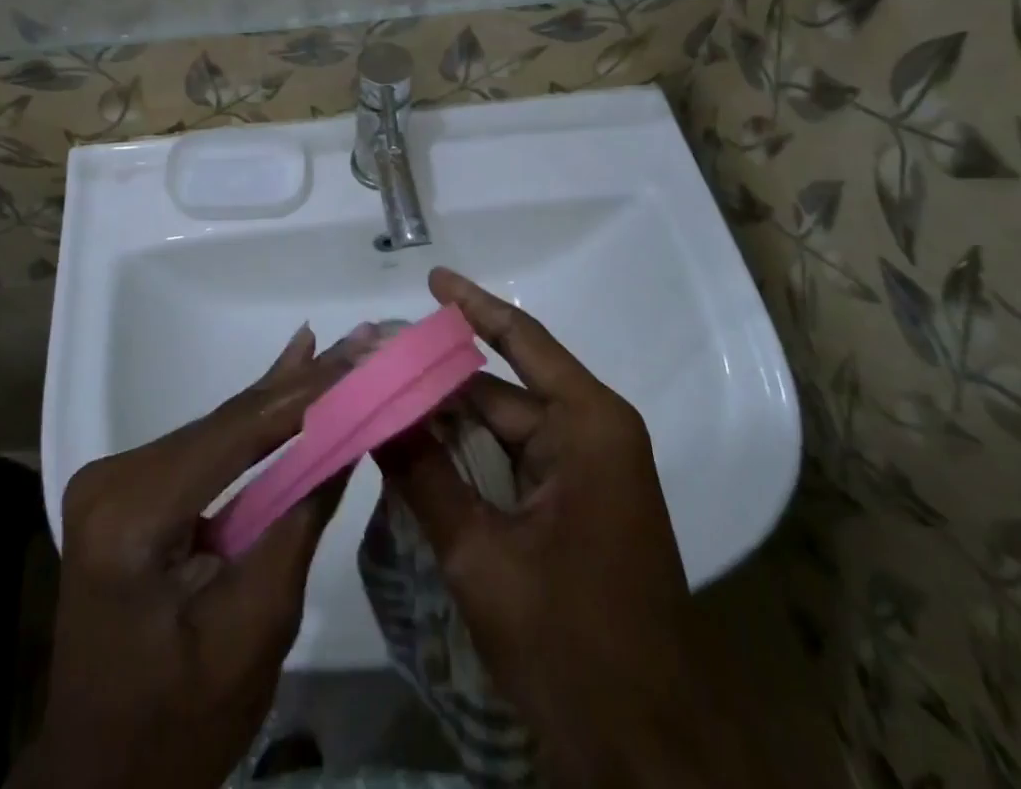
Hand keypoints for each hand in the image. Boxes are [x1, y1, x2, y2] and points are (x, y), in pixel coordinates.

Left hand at [11, 328, 347, 788]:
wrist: (105, 778)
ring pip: (221, 428)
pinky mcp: (130, 489)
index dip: (306, 392)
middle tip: (363, 340)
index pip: (237, 434)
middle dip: (303, 385)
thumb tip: (347, 433)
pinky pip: (206, 448)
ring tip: (343, 351)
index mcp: (132, 514)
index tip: (362, 355)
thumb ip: (299, 518)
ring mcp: (116, 479)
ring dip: (285, 396)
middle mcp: (114, 477)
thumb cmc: (182, 721)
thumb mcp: (256, 626)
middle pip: (228, 422)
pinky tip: (290, 372)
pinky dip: (255, 422)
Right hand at [377, 269, 775, 788]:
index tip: (431, 279)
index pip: (521, 342)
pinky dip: (467, 455)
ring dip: (447, 418)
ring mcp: (587, 473)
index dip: (472, 306)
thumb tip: (371, 408)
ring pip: (503, 428)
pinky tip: (416, 449)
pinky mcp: (578, 507)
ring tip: (381, 398)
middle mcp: (591, 434)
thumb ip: (423, 474)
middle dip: (437, 376)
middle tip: (374, 360)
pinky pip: (514, 462)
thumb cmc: (572, 643)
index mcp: (586, 425)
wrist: (649, 752)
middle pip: (502, 388)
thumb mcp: (481, 555)